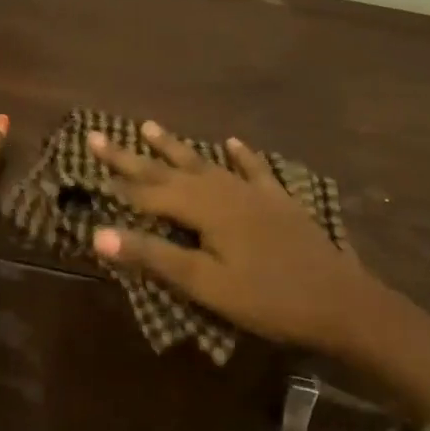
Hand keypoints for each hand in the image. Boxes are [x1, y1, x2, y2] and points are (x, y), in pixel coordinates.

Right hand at [87, 121, 393, 356]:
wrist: (342, 303)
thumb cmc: (269, 299)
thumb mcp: (207, 285)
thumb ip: (155, 257)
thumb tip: (98, 234)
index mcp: (205, 209)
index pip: (149, 192)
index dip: (117, 183)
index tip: (86, 165)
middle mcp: (225, 191)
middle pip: (171, 170)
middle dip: (133, 156)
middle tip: (100, 135)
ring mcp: (255, 193)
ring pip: (206, 164)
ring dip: (176, 148)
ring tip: (149, 127)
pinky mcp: (278, 203)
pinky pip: (253, 170)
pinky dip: (241, 156)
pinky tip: (232, 142)